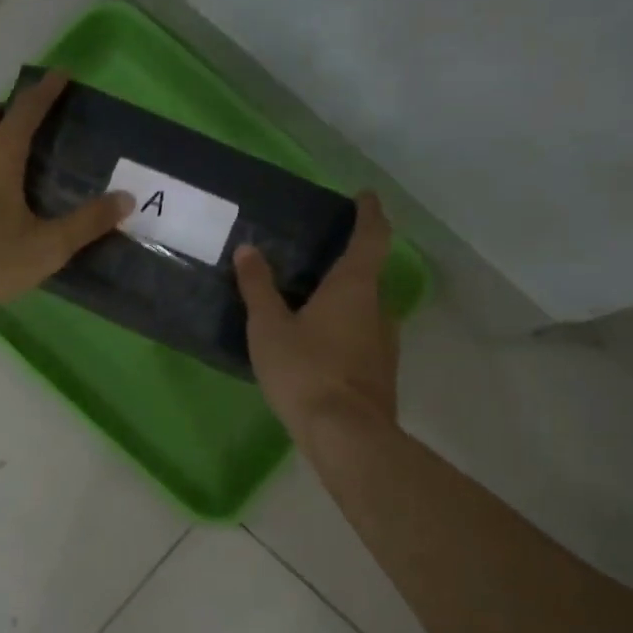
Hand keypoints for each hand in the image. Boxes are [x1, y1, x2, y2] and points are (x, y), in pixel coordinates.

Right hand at [235, 191, 399, 442]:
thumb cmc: (305, 371)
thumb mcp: (270, 328)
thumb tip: (248, 249)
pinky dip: (344, 329)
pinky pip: (363, 336)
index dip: (370, 213)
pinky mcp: (381, 371)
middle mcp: (378, 308)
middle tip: (317, 257)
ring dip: (345, 299)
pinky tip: (318, 345)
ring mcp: (384, 342)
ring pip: (366, 308)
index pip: (372, 237)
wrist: (346, 435)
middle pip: (369, 273)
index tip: (365, 196)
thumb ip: (258, 288)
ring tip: (311, 303)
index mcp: (354, 287)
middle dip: (348, 262)